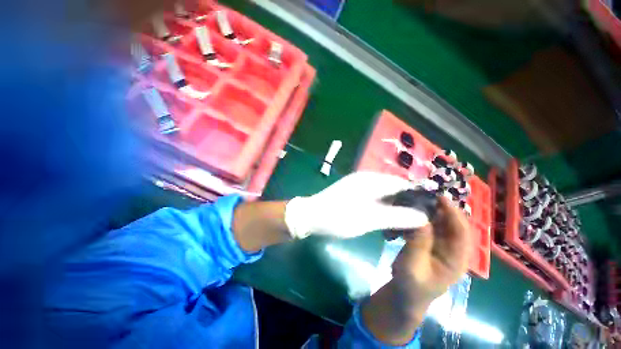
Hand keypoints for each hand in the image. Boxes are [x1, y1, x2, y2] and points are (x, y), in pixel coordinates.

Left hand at [284, 172, 429, 238]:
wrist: (311, 216)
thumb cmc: (339, 217)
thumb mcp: (370, 219)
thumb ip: (398, 216)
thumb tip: (424, 216)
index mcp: (372, 180)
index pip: (403, 183)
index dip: (418, 196)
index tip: (431, 212)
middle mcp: (367, 178)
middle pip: (395, 188)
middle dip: (406, 204)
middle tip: (417, 222)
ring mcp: (359, 185)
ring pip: (385, 194)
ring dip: (394, 207)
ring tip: (403, 225)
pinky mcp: (353, 193)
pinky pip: (374, 198)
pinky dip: (383, 208)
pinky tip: (385, 221)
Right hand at [392, 197, 470, 305]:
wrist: (404, 294)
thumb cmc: (411, 285)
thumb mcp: (413, 265)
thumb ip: (418, 243)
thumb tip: (422, 218)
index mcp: (456, 259)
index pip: (461, 232)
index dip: (453, 214)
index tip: (439, 197)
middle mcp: (453, 249)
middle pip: (453, 224)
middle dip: (442, 208)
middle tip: (426, 194)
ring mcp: (441, 245)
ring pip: (440, 222)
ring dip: (430, 210)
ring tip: (417, 199)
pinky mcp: (429, 242)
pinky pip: (428, 225)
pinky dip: (421, 216)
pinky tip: (410, 211)